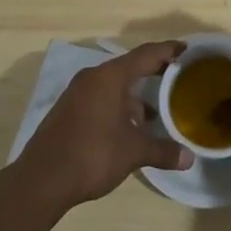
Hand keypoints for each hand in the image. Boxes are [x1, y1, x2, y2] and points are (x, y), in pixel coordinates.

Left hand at [8, 42, 192, 215]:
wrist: (41, 180)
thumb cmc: (92, 155)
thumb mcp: (133, 152)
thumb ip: (162, 151)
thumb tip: (189, 158)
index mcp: (110, 77)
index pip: (146, 54)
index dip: (168, 50)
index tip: (187, 50)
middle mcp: (92, 78)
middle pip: (129, 67)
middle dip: (153, 72)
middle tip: (177, 77)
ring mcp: (77, 94)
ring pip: (113, 86)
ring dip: (134, 96)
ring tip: (156, 112)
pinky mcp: (68, 111)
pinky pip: (100, 99)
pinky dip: (118, 106)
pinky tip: (128, 128)